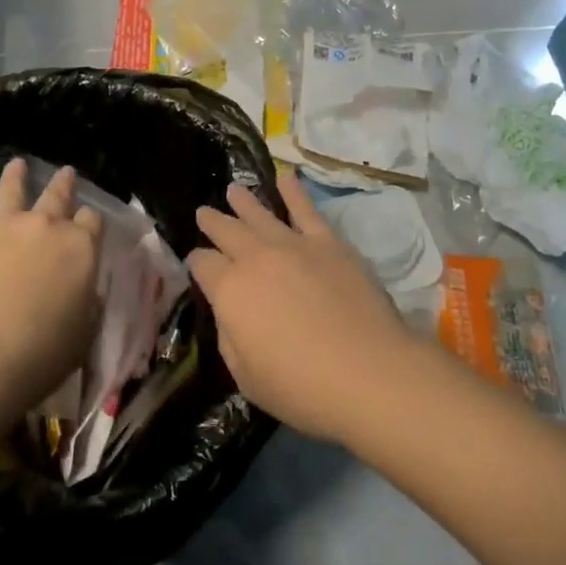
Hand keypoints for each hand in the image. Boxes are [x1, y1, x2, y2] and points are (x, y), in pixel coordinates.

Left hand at [0, 159, 103, 412]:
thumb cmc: (40, 355)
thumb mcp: (83, 333)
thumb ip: (87, 303)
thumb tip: (87, 290)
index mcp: (80, 249)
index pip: (92, 223)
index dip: (89, 221)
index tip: (87, 222)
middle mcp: (45, 225)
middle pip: (58, 196)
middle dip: (63, 183)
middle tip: (66, 172)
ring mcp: (2, 222)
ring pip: (12, 188)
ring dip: (16, 175)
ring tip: (17, 164)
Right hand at [190, 170, 417, 443]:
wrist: (369, 372)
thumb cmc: (302, 387)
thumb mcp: (246, 376)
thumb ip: (230, 337)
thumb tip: (230, 312)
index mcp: (229, 291)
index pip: (202, 264)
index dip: (196, 263)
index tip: (196, 264)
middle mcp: (256, 258)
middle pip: (226, 231)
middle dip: (212, 222)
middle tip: (204, 213)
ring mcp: (294, 245)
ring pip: (260, 214)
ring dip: (243, 201)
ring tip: (232, 190)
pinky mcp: (329, 243)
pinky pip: (306, 210)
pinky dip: (294, 191)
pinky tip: (286, 177)